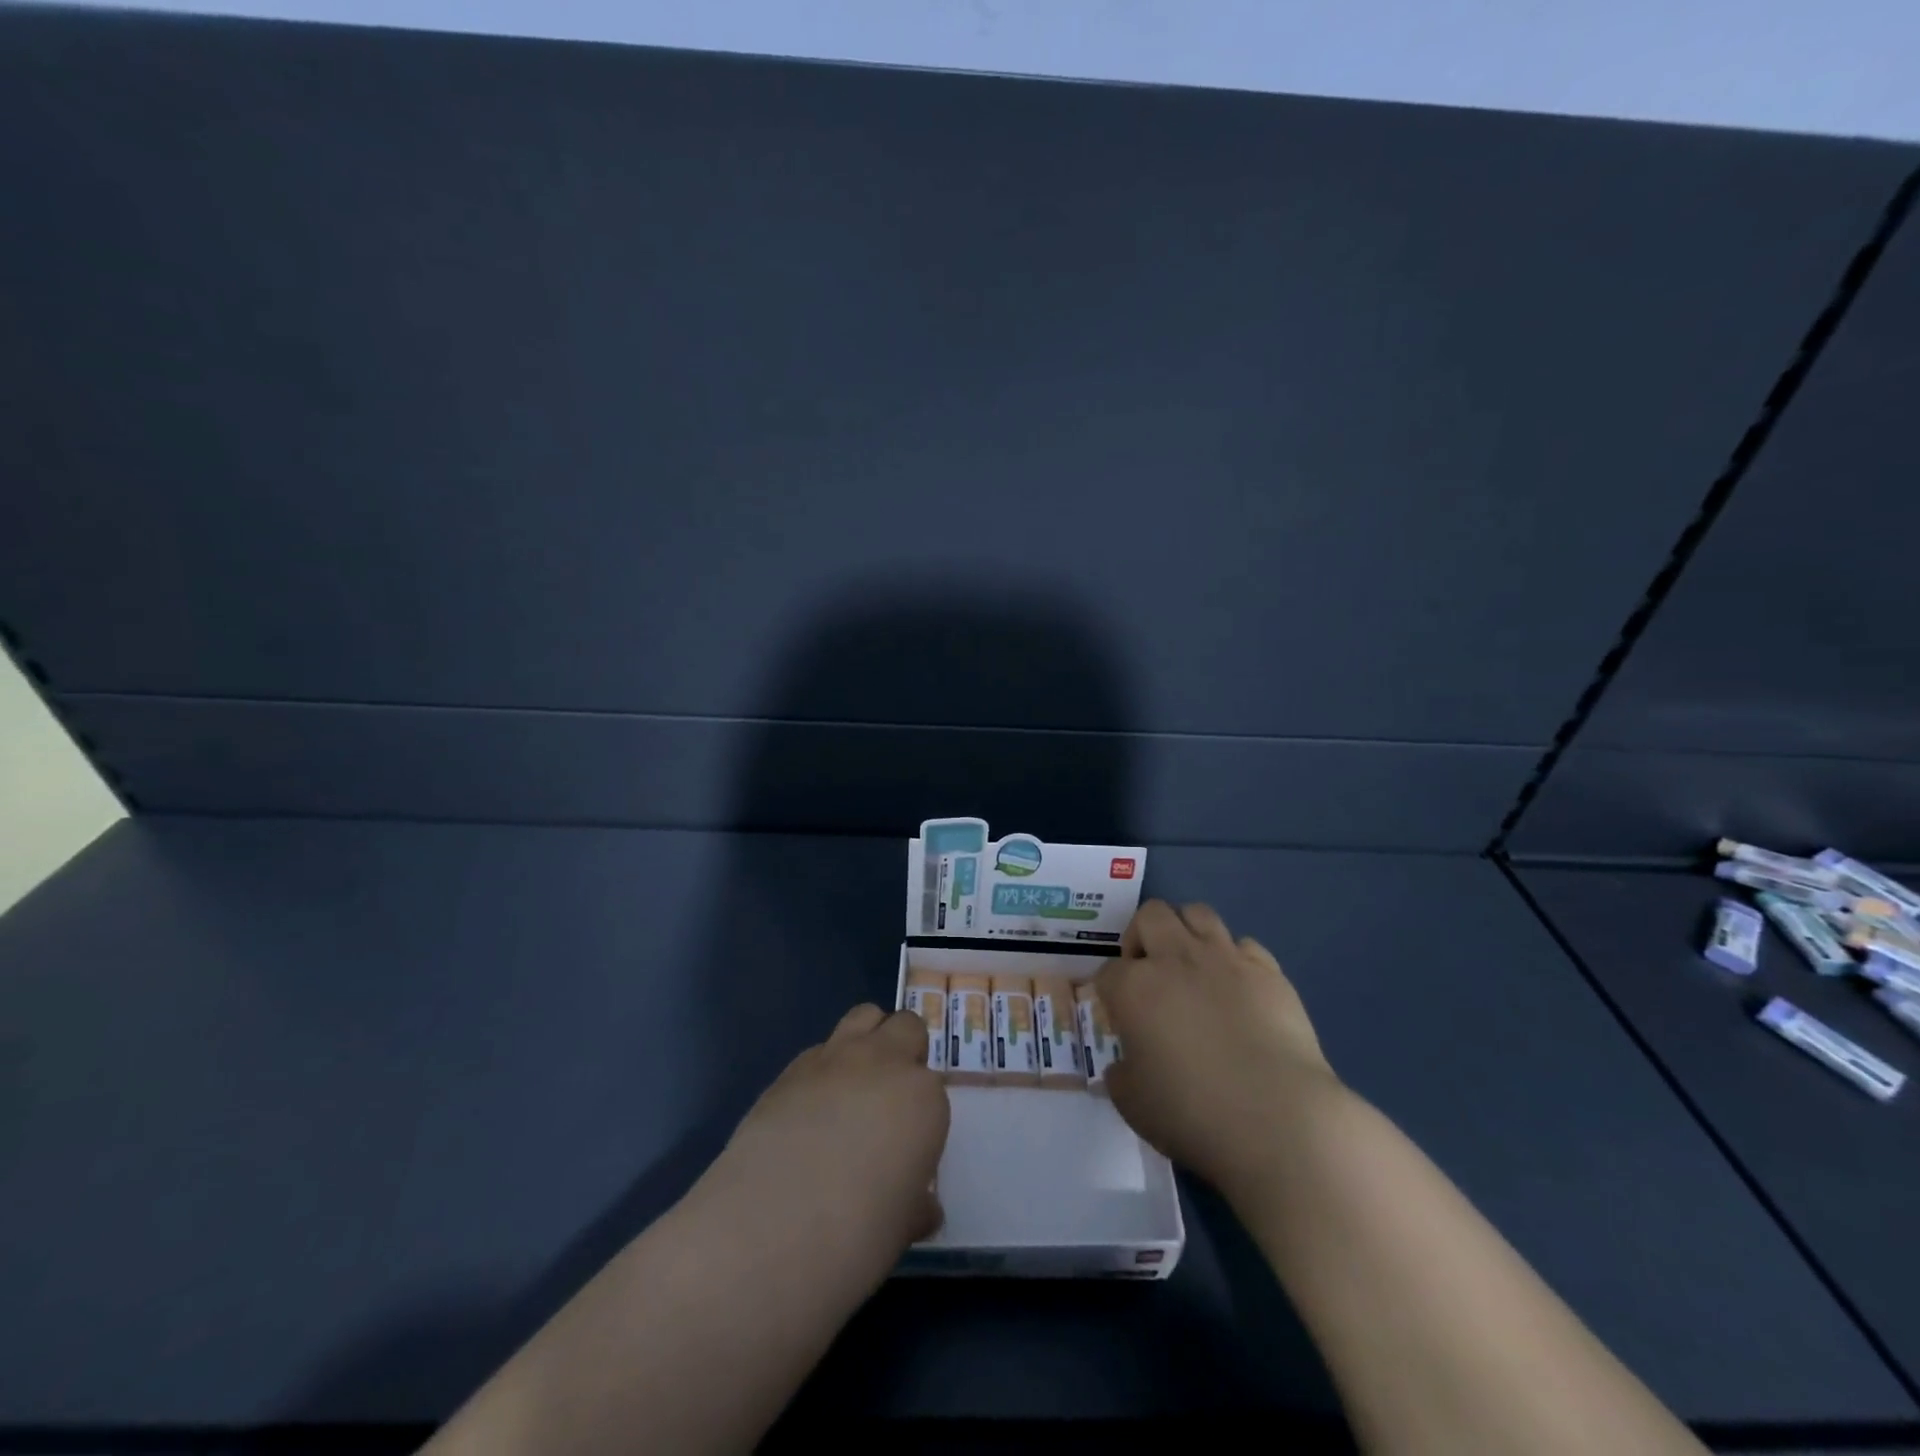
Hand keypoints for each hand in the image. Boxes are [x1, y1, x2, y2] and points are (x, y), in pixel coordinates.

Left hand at [697, 1003, 949, 1277]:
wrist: (774, 1225)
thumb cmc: (858, 1234)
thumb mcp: (903, 1225)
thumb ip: (915, 1202)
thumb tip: (919, 1205)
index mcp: (923, 1097)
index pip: (934, 1088)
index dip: (921, 1113)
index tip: (910, 1143)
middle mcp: (884, 1062)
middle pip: (906, 1028)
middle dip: (904, 1051)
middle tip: (890, 1099)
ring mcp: (836, 1057)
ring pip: (864, 1016)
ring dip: (868, 1040)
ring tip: (854, 1087)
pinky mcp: (791, 1067)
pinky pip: (820, 1049)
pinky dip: (825, 1068)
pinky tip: (810, 1110)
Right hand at [1096, 900, 1338, 1198]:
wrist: (1278, 1120)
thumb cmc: (1192, 1114)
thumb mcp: (1132, 1103)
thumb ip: (1121, 1075)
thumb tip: (1126, 1065)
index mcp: (1134, 987)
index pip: (1108, 971)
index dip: (1110, 992)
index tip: (1119, 1017)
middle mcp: (1175, 959)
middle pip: (1150, 916)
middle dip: (1142, 936)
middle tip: (1148, 972)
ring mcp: (1225, 959)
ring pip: (1197, 913)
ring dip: (1186, 932)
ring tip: (1191, 966)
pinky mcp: (1269, 971)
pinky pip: (1244, 945)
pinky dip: (1235, 959)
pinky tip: (1238, 989)